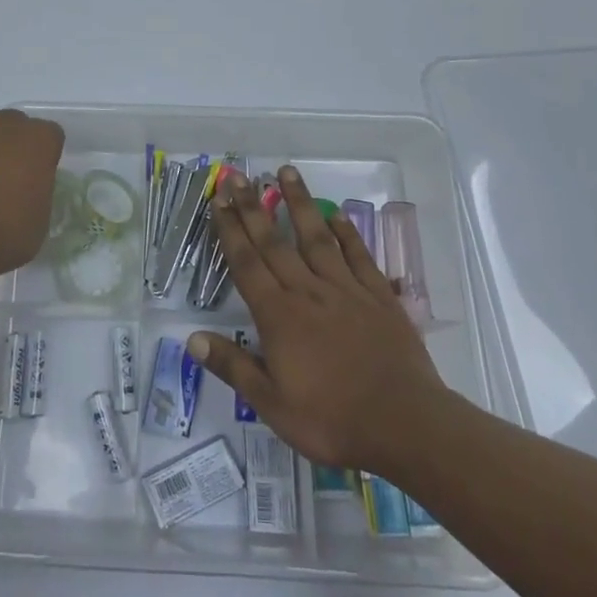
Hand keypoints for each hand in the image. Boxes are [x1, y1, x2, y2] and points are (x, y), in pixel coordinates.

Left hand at [0, 109, 63, 283]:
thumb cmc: (5, 236)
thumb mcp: (40, 219)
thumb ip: (35, 190)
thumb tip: (23, 191)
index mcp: (37, 139)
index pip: (48, 136)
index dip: (41, 158)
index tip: (34, 181)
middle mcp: (3, 124)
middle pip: (11, 127)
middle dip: (8, 147)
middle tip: (1, 182)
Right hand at [189, 166, 450, 476]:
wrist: (405, 425)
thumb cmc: (333, 420)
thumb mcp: (273, 405)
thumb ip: (233, 367)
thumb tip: (191, 338)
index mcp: (278, 316)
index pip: (246, 263)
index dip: (229, 230)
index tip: (218, 199)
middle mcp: (307, 291)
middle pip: (274, 242)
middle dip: (253, 206)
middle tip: (238, 174)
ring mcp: (345, 290)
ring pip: (316, 237)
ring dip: (299, 203)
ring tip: (285, 172)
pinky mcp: (378, 296)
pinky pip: (358, 256)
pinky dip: (347, 233)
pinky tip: (337, 215)